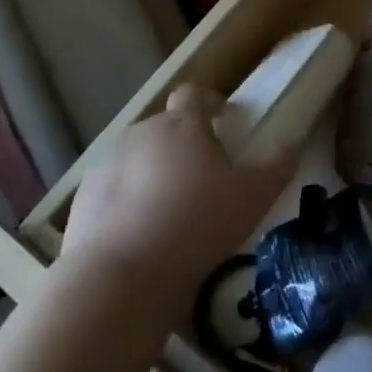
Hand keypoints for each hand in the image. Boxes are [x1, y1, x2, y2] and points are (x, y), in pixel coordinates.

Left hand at [61, 86, 291, 297]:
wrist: (119, 278)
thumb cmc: (196, 224)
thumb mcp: (253, 197)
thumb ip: (276, 167)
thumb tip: (289, 149)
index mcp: (182, 124)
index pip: (194, 93)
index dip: (210, 103)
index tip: (224, 121)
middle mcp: (141, 134)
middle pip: (165, 128)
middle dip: (183, 145)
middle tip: (204, 179)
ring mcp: (106, 166)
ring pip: (138, 161)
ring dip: (154, 176)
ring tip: (170, 214)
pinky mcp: (82, 201)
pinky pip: (112, 193)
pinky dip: (126, 205)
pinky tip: (140, 238)